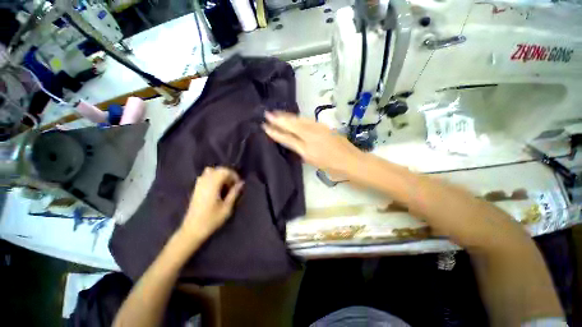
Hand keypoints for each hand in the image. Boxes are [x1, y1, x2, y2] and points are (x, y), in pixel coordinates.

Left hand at [180, 167, 243, 240]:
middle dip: (228, 175)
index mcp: (212, 185)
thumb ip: (234, 193)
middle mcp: (204, 182)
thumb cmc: (211, 220)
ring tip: (225, 186)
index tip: (239, 184)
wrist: (192, 230)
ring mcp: (198, 185)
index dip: (234, 175)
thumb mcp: (227, 207)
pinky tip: (217, 189)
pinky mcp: (196, 189)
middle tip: (233, 185)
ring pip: (211, 171)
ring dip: (220, 176)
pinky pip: (205, 177)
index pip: (224, 171)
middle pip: (218, 169)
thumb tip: (241, 183)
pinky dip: (213, 178)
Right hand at [263, 111, 362, 174]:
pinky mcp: (324, 126)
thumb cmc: (332, 167)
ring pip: (299, 120)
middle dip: (279, 119)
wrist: (351, 161)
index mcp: (307, 149)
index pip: (287, 139)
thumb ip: (302, 151)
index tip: (265, 127)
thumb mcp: (313, 162)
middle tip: (267, 114)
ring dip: (287, 116)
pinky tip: (294, 117)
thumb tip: (294, 143)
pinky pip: (307, 120)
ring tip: (277, 113)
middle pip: (292, 125)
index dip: (276, 133)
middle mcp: (311, 136)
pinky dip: (298, 118)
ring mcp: (318, 129)